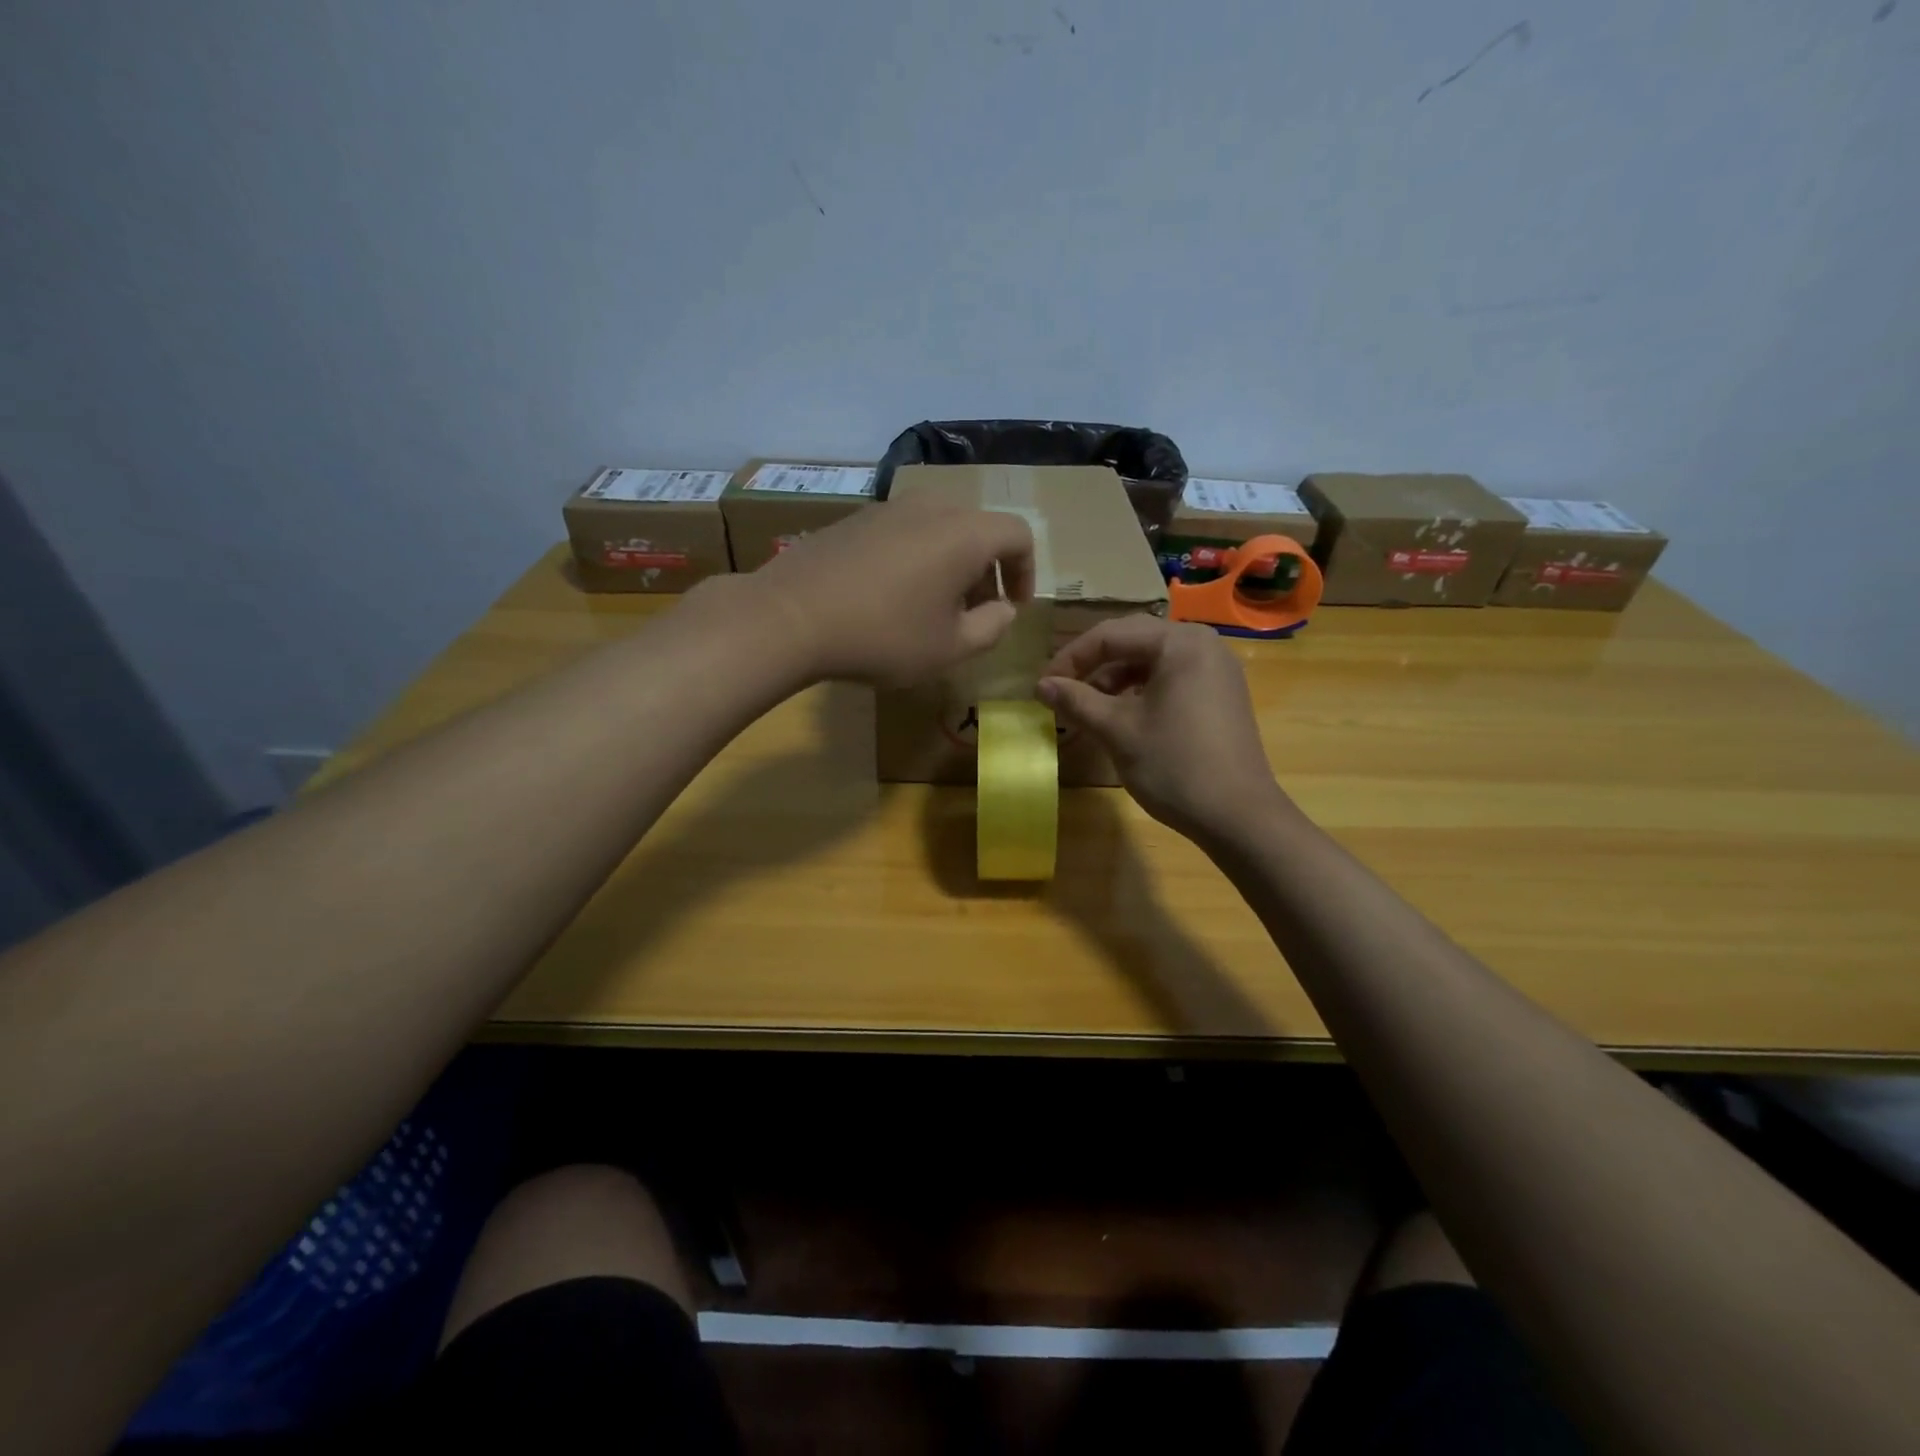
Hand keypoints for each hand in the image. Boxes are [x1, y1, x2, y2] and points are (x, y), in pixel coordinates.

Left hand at [742, 493, 1034, 686]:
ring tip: (934, 608)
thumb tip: (1004, 609)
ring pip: (939, 529)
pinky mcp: (855, 519)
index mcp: (965, 533)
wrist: (790, 616)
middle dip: (987, 571)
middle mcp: (931, 507)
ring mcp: (888, 507)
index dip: (1026, 572)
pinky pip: (904, 532)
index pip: (1018, 534)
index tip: (1014, 607)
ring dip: (950, 565)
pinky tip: (892, 597)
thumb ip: (992, 628)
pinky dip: (917, 558)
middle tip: (975, 612)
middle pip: (978, 529)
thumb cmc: (883, 636)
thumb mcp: (950, 648)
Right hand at [1037, 616, 1284, 842]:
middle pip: (1132, 642)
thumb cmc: (1174, 765)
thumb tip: (1041, 685)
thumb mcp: (1117, 730)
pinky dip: (1140, 692)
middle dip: (1092, 666)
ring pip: (1151, 662)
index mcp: (1179, 642)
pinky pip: (1171, 679)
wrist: (1238, 816)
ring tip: (1086, 710)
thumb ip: (1077, 701)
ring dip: (1114, 681)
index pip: (1110, 635)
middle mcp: (1202, 644)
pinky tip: (1121, 717)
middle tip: (1061, 693)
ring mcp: (1216, 669)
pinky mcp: (1220, 694)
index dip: (1070, 658)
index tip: (1042, 687)